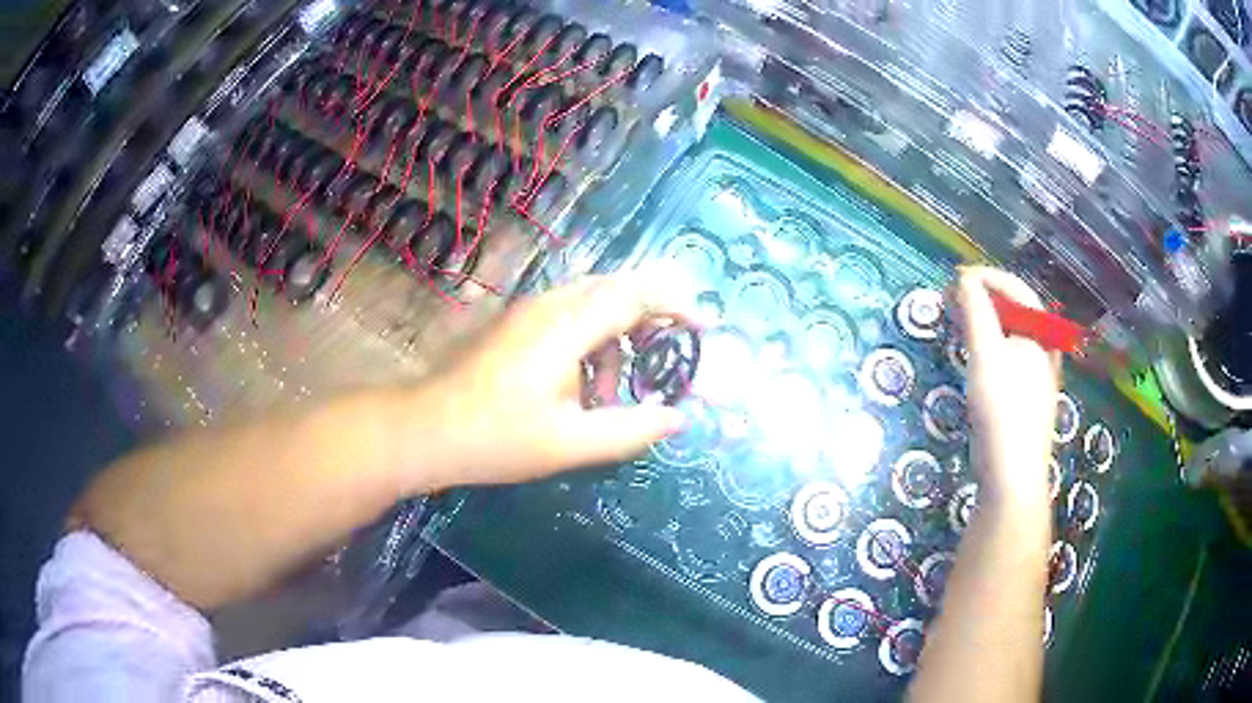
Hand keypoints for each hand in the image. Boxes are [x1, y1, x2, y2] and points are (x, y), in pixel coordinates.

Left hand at [408, 270, 696, 487]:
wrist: (427, 430)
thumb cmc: (497, 438)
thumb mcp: (570, 443)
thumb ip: (631, 429)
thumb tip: (678, 418)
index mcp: (566, 326)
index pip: (635, 293)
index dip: (677, 305)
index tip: (704, 330)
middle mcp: (550, 305)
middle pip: (618, 289)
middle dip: (654, 318)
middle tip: (673, 357)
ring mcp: (530, 312)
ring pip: (594, 303)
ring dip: (620, 338)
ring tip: (617, 393)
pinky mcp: (518, 325)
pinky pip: (571, 317)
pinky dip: (594, 345)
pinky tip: (584, 390)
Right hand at [953, 266, 1060, 508]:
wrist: (1012, 475)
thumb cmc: (1002, 410)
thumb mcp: (985, 355)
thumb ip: (975, 312)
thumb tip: (963, 278)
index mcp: (1041, 333)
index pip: (1015, 288)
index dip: (985, 277)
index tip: (954, 278)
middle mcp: (1044, 348)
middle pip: (1014, 310)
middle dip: (982, 298)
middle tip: (951, 299)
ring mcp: (1037, 373)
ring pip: (1010, 334)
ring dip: (984, 320)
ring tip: (957, 320)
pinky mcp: (1026, 396)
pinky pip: (1008, 355)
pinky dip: (989, 344)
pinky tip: (974, 355)